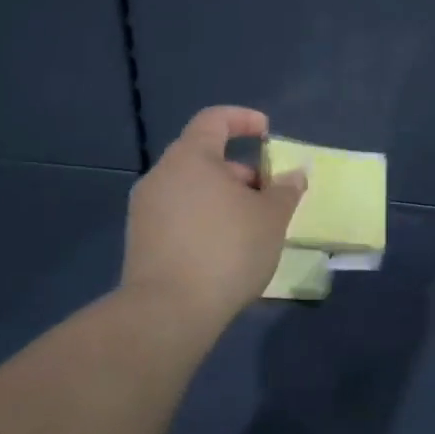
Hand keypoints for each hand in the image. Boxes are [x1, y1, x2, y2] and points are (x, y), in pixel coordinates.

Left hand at [118, 106, 305, 333]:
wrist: (167, 313)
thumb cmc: (226, 250)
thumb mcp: (271, 217)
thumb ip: (285, 190)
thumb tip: (294, 174)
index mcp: (191, 158)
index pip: (214, 119)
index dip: (243, 119)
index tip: (268, 134)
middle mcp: (162, 176)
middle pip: (204, 156)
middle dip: (240, 170)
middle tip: (268, 194)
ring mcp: (145, 210)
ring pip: (192, 187)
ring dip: (224, 196)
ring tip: (252, 225)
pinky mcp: (141, 241)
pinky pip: (179, 214)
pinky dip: (205, 218)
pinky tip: (226, 248)